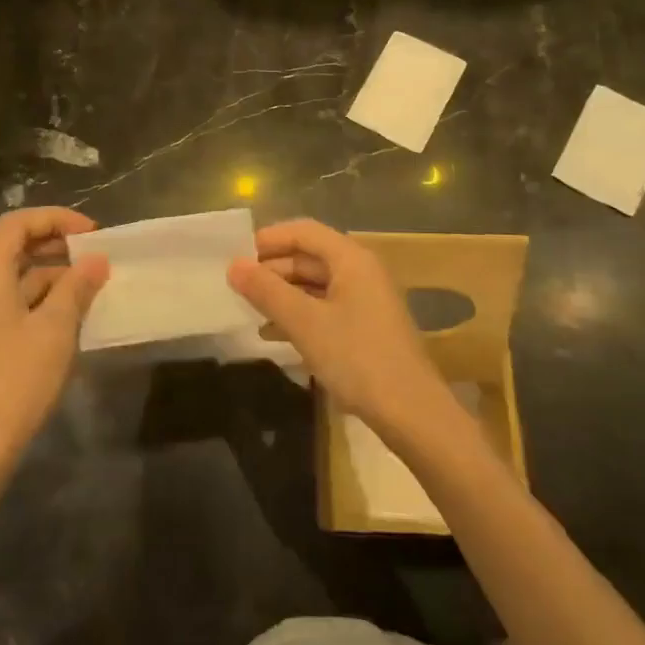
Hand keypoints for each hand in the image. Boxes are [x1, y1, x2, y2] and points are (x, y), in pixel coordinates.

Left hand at [0, 207, 109, 473]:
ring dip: (56, 273)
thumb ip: (77, 288)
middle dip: (57, 242)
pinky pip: (20, 304)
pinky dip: (48, 299)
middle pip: (16, 247)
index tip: (92, 233)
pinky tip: (76, 316)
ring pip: (20, 277)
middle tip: (95, 253)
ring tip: (94, 285)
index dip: (54, 218)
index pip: (16, 224)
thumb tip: (97, 260)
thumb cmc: (17, 380)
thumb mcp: (56, 328)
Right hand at [228, 219, 450, 442]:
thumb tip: (234, 265)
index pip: (304, 231)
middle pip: (310, 256)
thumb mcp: (305, 322)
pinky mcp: (367, 328)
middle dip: (273, 269)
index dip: (269, 239)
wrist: (411, 412)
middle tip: (237, 287)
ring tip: (249, 310)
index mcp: (351, 259)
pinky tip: (274, 334)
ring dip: (283, 294)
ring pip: (316, 285)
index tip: (235, 255)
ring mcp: (367, 301)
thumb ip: (267, 291)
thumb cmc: (356, 357)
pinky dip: (300, 315)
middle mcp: (362, 272)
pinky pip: (326, 308)